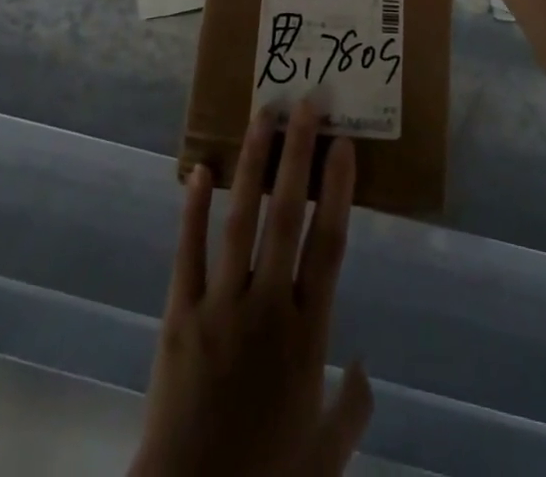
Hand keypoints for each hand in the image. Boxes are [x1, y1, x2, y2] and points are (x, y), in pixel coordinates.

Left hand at [132, 100, 372, 476]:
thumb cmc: (267, 476)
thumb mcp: (326, 453)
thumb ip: (353, 407)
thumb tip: (366, 366)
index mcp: (308, 333)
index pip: (330, 244)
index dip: (338, 190)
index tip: (343, 145)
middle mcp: (269, 306)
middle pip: (288, 215)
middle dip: (298, 155)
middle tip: (306, 105)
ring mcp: (221, 306)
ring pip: (242, 220)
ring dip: (253, 164)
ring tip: (261, 116)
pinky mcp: (179, 316)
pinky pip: (188, 252)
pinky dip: (193, 209)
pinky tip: (199, 170)